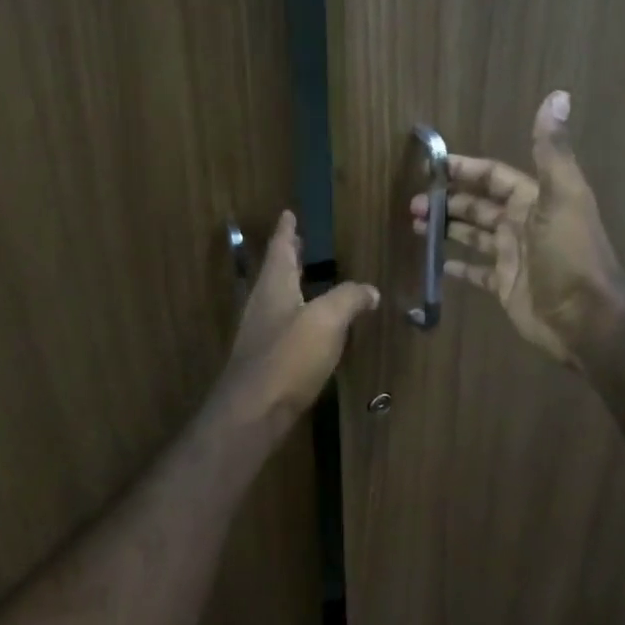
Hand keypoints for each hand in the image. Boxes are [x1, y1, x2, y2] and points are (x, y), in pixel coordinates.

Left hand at [218, 211, 378, 428]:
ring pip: (279, 298)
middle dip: (289, 255)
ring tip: (310, 277)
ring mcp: (262, 333)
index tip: (288, 213)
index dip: (287, 231)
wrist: (254, 411)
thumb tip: (370, 290)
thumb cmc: (289, 356)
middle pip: (277, 272)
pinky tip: (313, 326)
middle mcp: (263, 304)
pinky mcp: (267, 359)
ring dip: (293, 284)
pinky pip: (285, 324)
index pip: (281, 248)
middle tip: (300, 240)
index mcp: (274, 286)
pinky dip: (298, 313)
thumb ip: (349, 299)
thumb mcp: (327, 320)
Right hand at [411, 91, 624, 365]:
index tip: (432, 165)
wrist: (586, 317)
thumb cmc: (570, 254)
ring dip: (447, 228)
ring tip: (416, 227)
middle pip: (479, 205)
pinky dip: (457, 266)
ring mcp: (512, 256)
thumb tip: (558, 95)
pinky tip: (435, 263)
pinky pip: (476, 272)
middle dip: (448, 201)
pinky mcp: (506, 286)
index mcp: (532, 200)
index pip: (493, 176)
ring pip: (474, 235)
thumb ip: (552, 149)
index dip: (465, 168)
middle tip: (413, 204)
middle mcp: (521, 224)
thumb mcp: (562, 196)